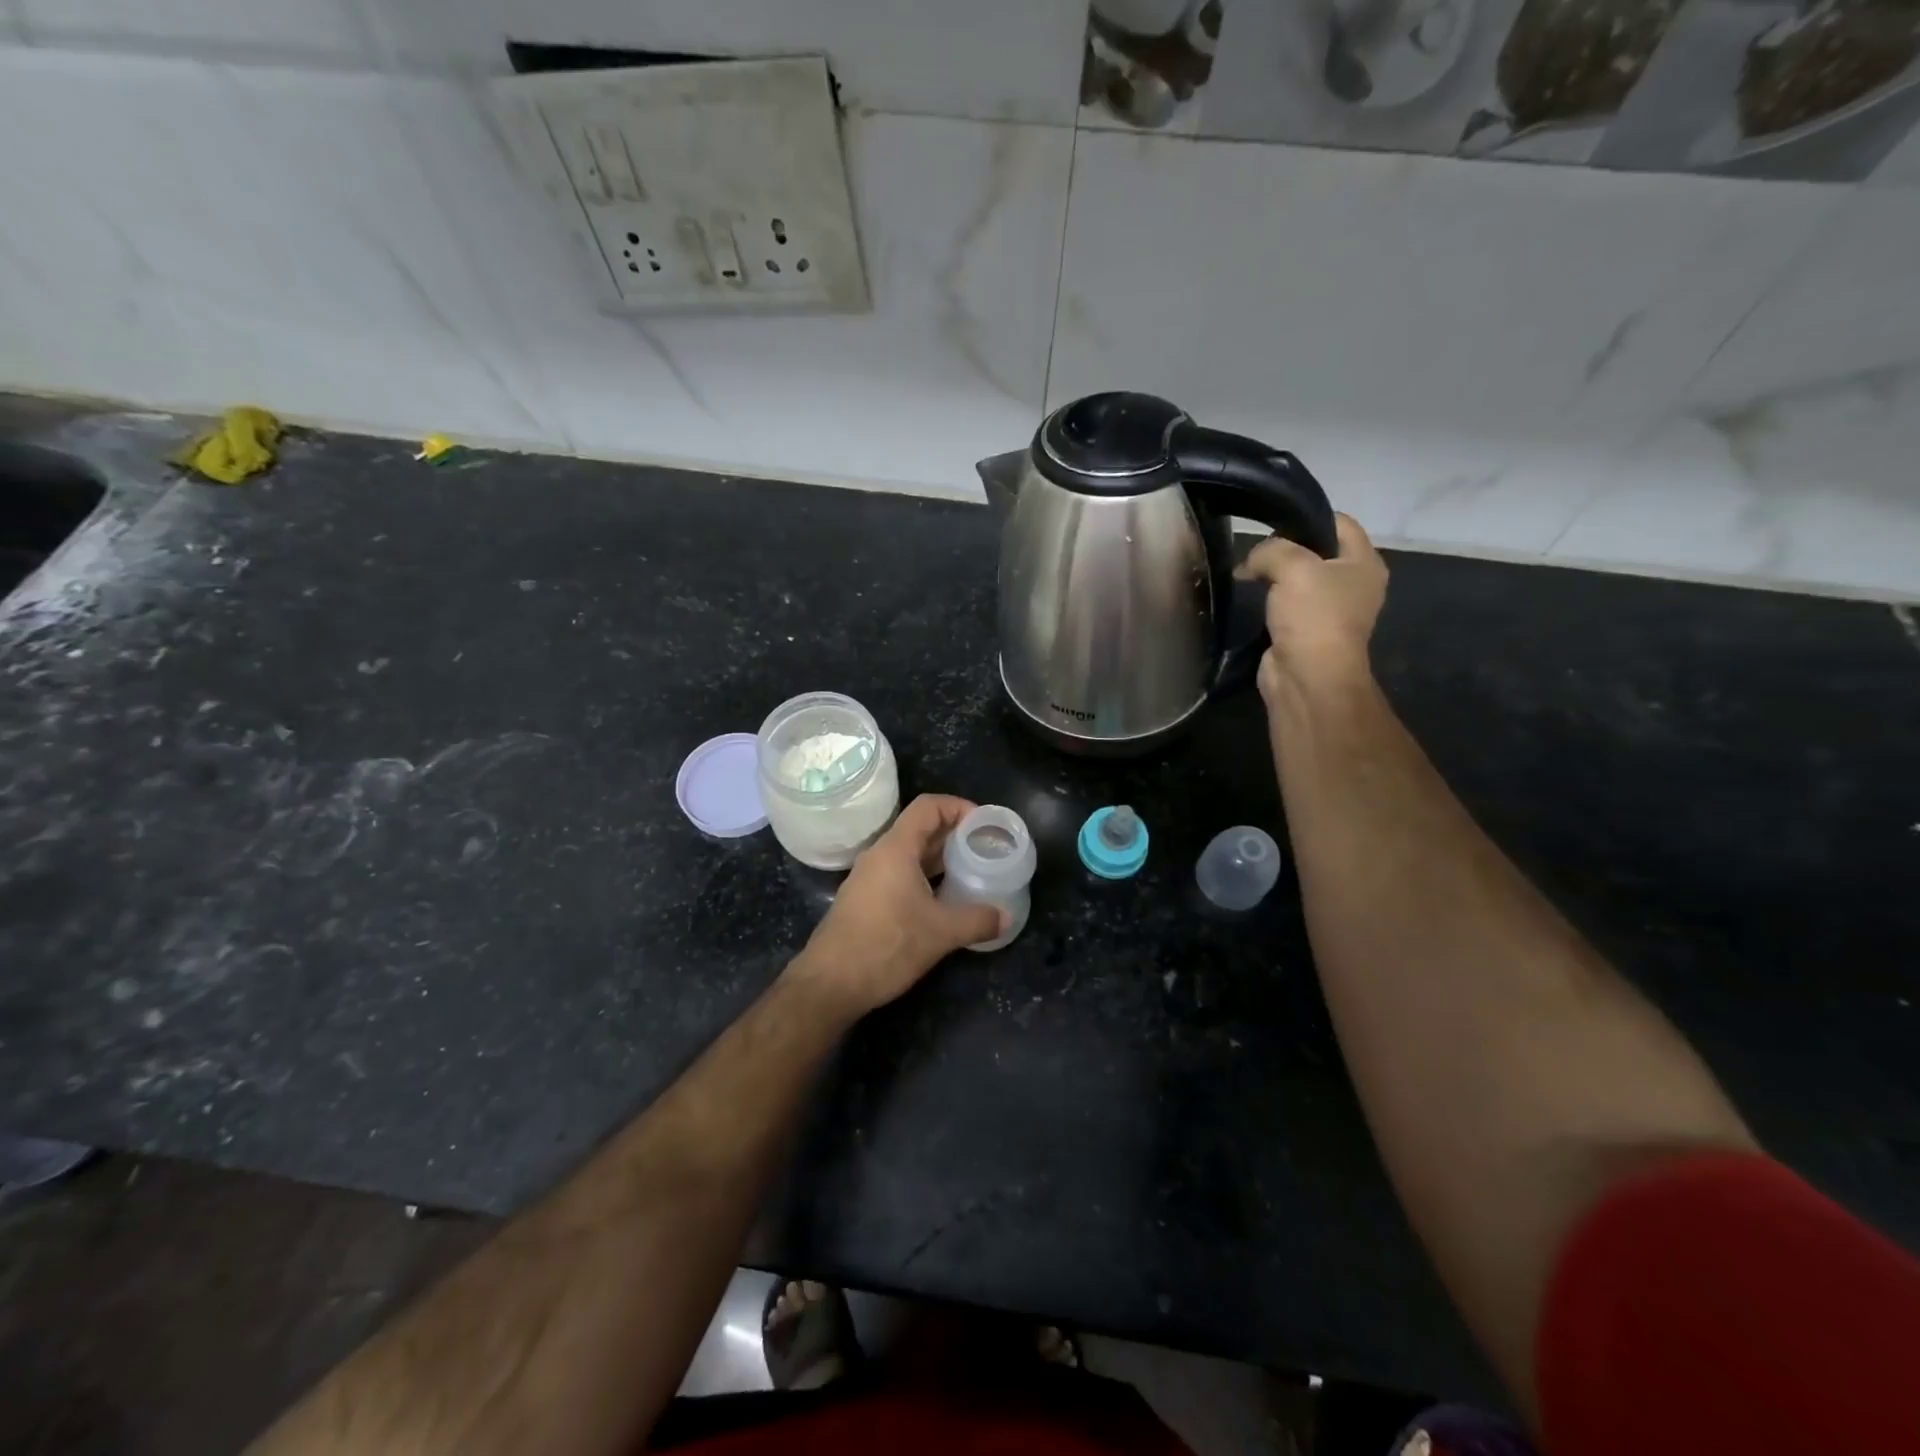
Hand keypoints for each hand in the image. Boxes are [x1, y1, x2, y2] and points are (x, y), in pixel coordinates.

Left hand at [788, 794, 1004, 1016]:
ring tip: (970, 872)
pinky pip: (899, 874)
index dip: (959, 806)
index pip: (928, 806)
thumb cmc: (886, 946)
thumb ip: (978, 920)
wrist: (830, 983)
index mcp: (896, 849)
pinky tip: (943, 901)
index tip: (984, 824)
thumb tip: (1006, 916)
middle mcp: (879, 855)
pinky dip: (924, 877)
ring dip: (940, 858)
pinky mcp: (864, 900)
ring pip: (910, 854)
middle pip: (920, 828)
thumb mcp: (941, 933)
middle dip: (954, 834)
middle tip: (985, 848)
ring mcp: (868, 878)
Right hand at [1240, 513, 1387, 703]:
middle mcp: (1353, 584)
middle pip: (1317, 550)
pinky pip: (1286, 604)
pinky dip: (1269, 600)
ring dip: (1274, 576)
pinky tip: (1250, 598)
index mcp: (1365, 562)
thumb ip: (1271, 550)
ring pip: (1299, 579)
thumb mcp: (1293, 566)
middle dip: (1285, 548)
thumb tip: (1252, 561)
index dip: (1307, 518)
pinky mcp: (1306, 631)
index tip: (1272, 524)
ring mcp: (1330, 610)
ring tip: (1247, 574)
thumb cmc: (1313, 616)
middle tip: (1255, 552)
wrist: (1307, 676)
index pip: (1340, 522)